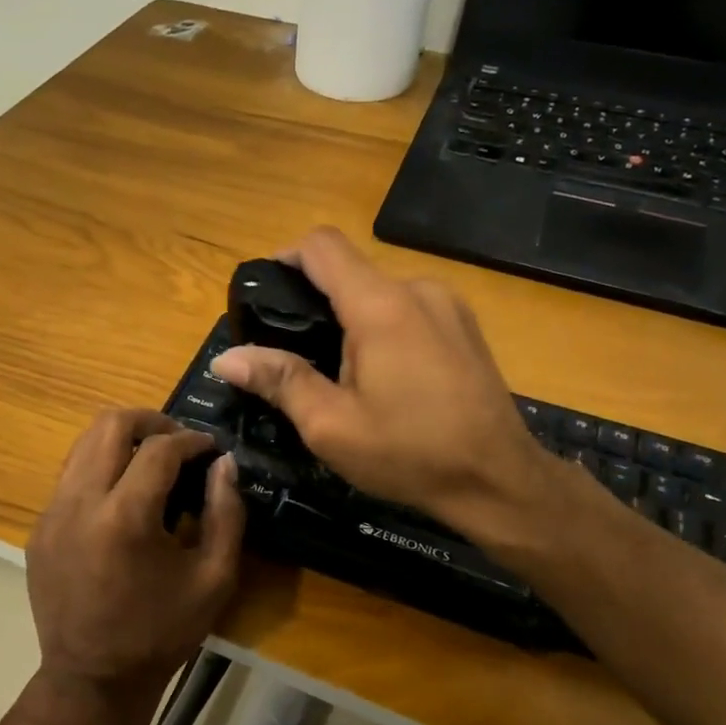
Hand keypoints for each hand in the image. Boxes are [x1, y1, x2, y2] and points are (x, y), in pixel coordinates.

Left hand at [26, 409, 243, 715]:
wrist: (92, 681)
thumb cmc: (161, 633)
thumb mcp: (214, 579)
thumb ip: (227, 513)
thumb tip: (225, 463)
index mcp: (124, 517)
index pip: (159, 447)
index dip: (191, 439)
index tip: (210, 448)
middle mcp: (79, 503)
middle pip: (109, 424)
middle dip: (150, 420)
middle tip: (179, 441)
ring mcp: (51, 514)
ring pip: (83, 443)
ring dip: (121, 440)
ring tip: (151, 461)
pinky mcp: (38, 529)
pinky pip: (70, 475)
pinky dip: (99, 468)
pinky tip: (122, 497)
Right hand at [208, 227, 556, 535]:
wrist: (499, 480)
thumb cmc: (410, 453)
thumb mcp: (331, 426)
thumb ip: (279, 380)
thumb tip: (226, 357)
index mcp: (380, 306)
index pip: (322, 245)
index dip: (285, 258)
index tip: (265, 297)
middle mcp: (417, 289)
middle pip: (350, 271)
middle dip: (315, 302)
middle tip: (294, 355)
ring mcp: (448, 305)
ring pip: (380, 292)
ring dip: (351, 319)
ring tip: (339, 373)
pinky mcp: (465, 326)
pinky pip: (409, 309)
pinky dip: (383, 327)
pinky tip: (385, 377)